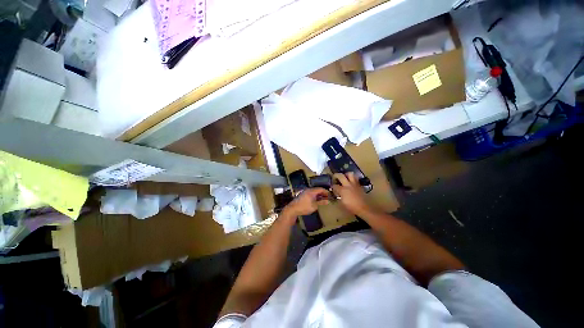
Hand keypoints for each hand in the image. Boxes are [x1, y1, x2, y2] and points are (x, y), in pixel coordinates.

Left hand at [282, 188, 329, 219]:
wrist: (293, 209)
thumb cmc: (304, 207)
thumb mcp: (314, 206)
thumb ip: (321, 202)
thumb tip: (328, 201)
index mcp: (312, 191)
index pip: (321, 189)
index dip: (326, 192)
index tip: (331, 195)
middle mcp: (308, 189)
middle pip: (317, 189)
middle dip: (323, 193)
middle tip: (328, 197)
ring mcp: (305, 192)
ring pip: (314, 192)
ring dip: (319, 195)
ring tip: (323, 199)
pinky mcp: (303, 195)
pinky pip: (311, 193)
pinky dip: (315, 196)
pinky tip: (316, 200)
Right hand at [332, 172, 370, 215]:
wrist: (363, 208)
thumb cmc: (351, 207)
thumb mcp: (342, 204)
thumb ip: (338, 197)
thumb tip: (336, 194)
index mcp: (342, 190)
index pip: (335, 186)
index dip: (332, 186)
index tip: (331, 187)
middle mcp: (348, 185)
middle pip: (341, 176)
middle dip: (336, 175)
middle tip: (335, 177)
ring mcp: (354, 184)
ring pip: (350, 174)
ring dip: (346, 174)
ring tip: (344, 177)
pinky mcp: (359, 186)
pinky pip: (355, 179)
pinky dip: (352, 179)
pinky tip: (351, 182)